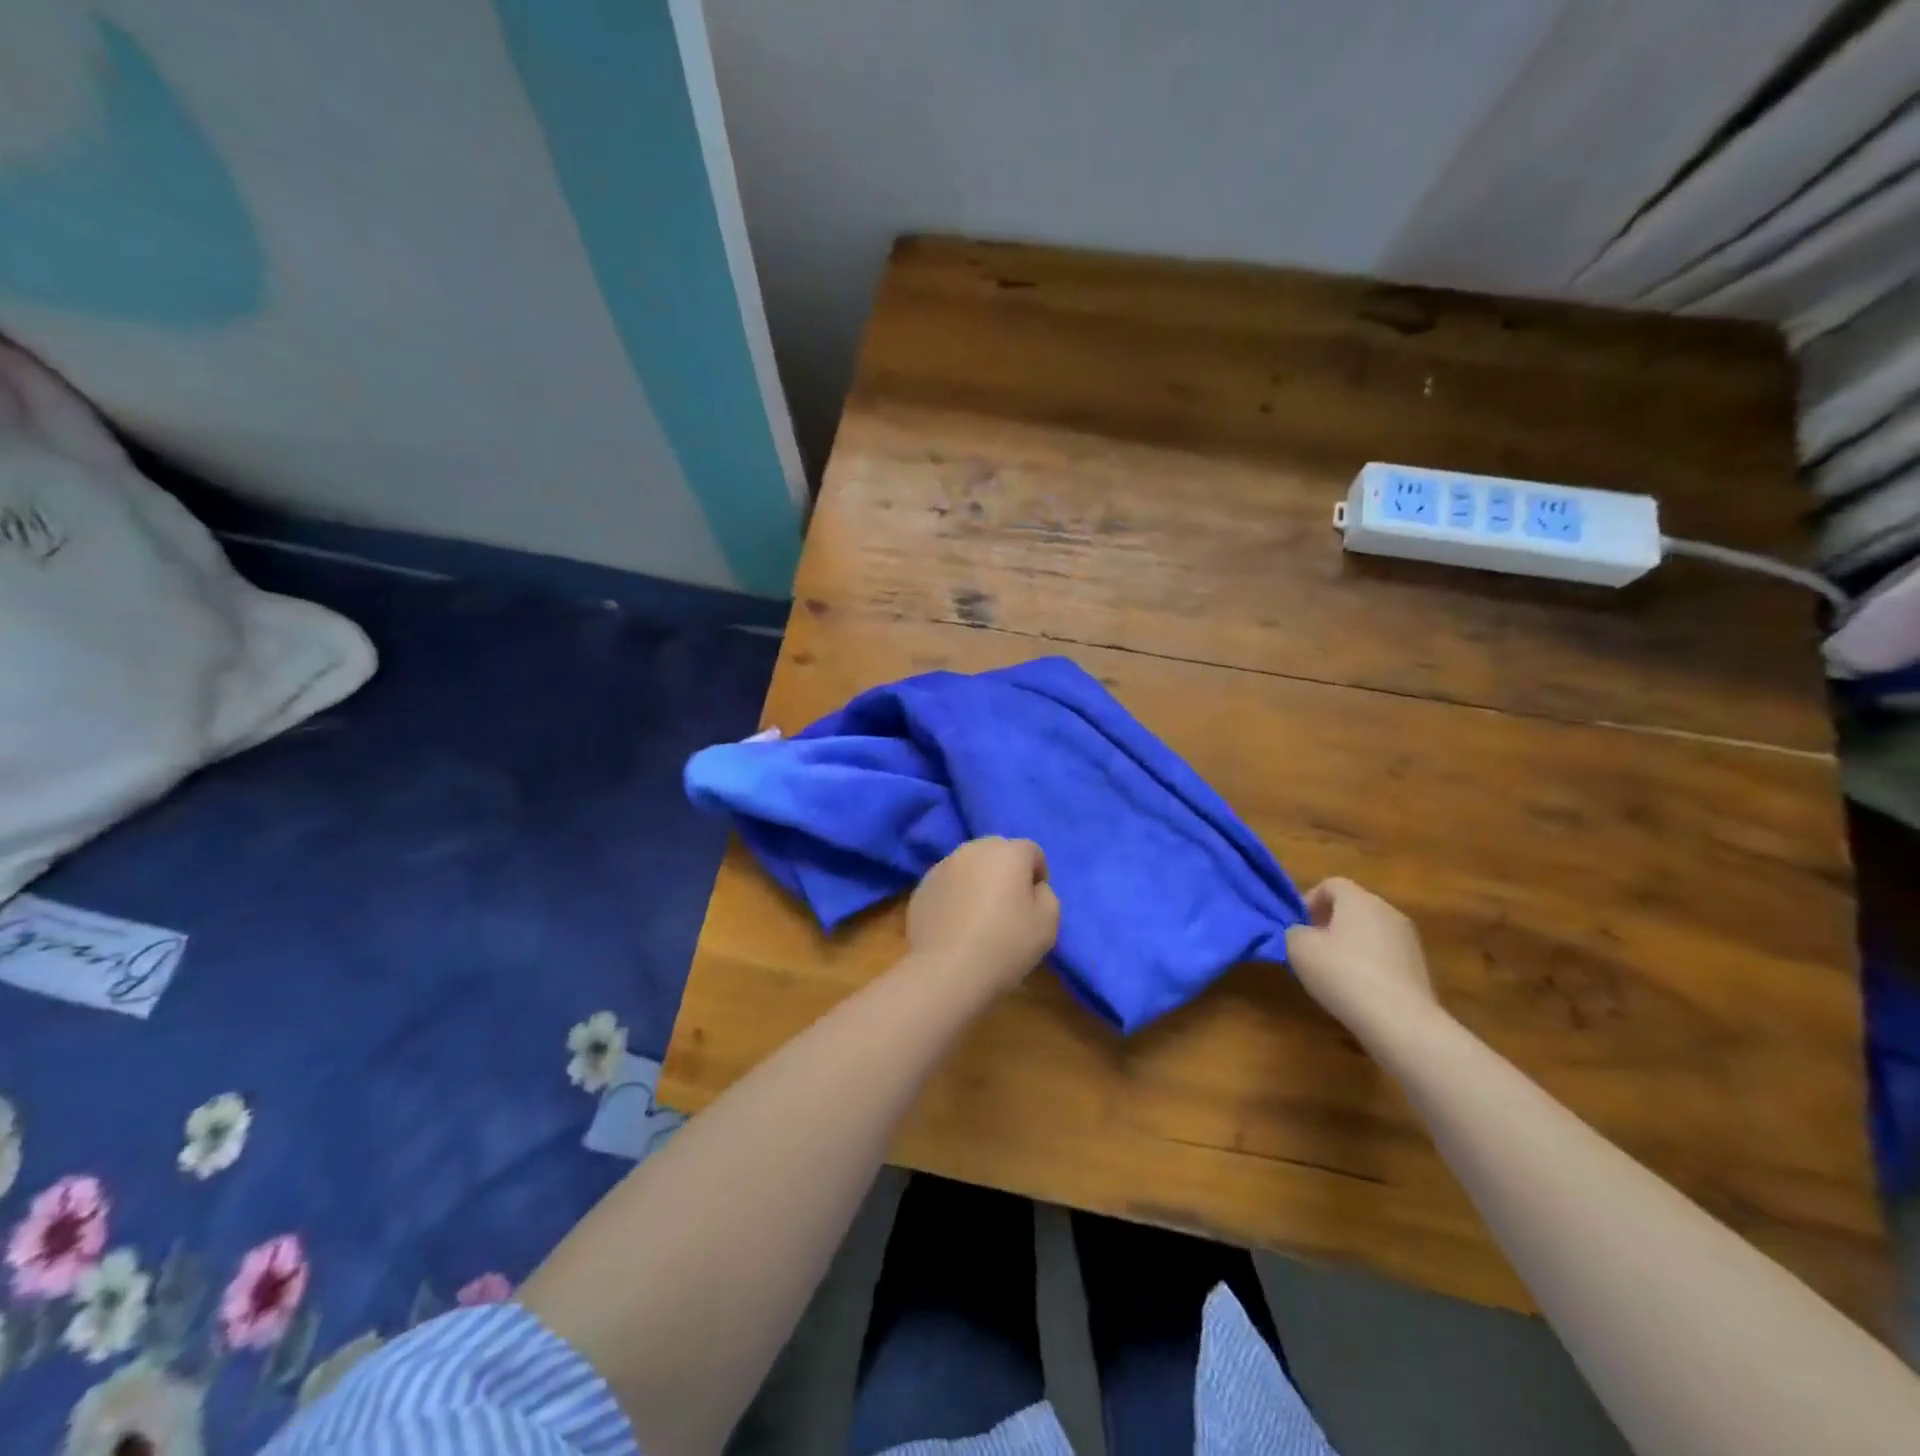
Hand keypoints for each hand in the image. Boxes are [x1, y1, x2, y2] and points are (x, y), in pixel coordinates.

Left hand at [909, 838, 1059, 992]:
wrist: (947, 971)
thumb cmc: (1005, 945)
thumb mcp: (1048, 923)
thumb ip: (1046, 895)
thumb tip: (1032, 887)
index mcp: (1008, 852)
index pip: (1032, 851)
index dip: (1038, 875)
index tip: (1034, 904)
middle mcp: (973, 849)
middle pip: (997, 852)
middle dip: (1006, 872)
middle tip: (1008, 907)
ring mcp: (942, 866)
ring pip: (969, 867)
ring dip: (978, 882)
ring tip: (979, 918)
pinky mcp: (921, 888)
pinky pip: (947, 885)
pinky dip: (955, 896)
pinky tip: (956, 926)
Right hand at [1284, 878, 1441, 1043]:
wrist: (1400, 1021)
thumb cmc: (1342, 973)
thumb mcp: (1299, 948)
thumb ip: (1294, 931)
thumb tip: (1303, 933)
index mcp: (1359, 899)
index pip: (1331, 884)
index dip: (1309, 900)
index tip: (1298, 925)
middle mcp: (1387, 911)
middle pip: (1352, 907)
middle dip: (1329, 922)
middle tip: (1311, 947)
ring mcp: (1408, 939)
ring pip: (1370, 931)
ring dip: (1349, 943)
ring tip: (1333, 971)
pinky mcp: (1419, 967)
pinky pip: (1385, 954)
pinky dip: (1369, 963)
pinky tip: (1357, 989)